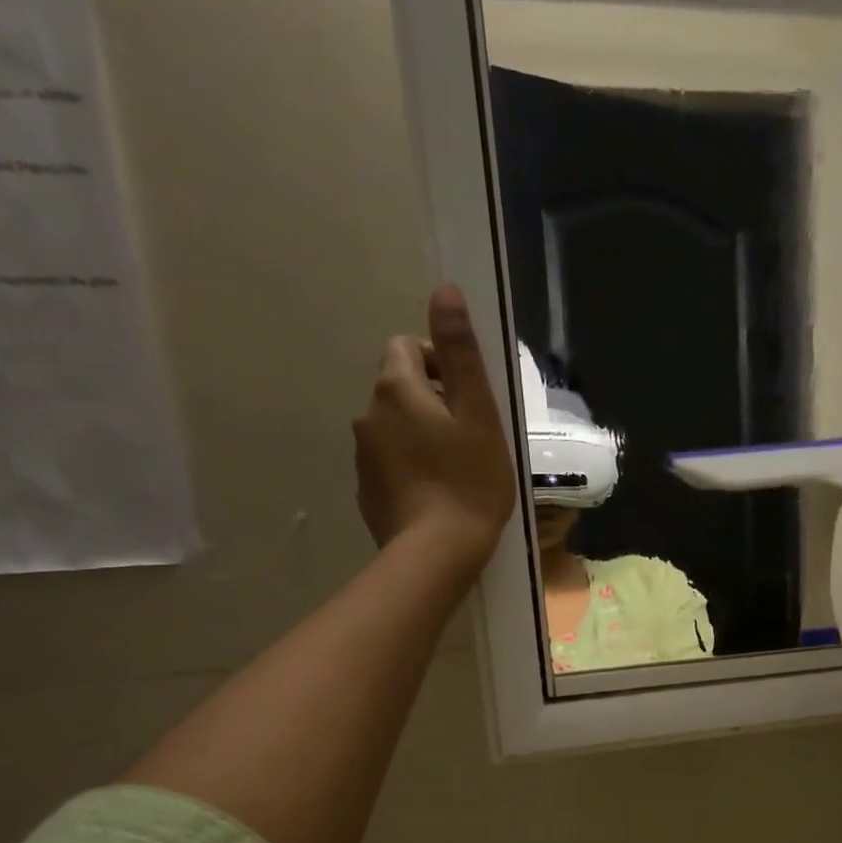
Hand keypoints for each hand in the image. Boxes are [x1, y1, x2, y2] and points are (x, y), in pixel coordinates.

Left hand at [353, 283, 516, 575]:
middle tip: (468, 438)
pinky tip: (435, 496)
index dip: (440, 364)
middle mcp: (368, 414)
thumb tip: (444, 290)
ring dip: (419, 436)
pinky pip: (389, 465)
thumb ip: (460, 352)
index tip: (468, 399)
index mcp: (396, 388)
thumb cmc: (469, 481)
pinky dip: (409, 469)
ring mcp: (363, 456)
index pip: (408, 347)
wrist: (437, 553)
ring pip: (393, 429)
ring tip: (454, 471)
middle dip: (431, 402)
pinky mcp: (366, 491)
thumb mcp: (478, 414)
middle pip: (399, 389)